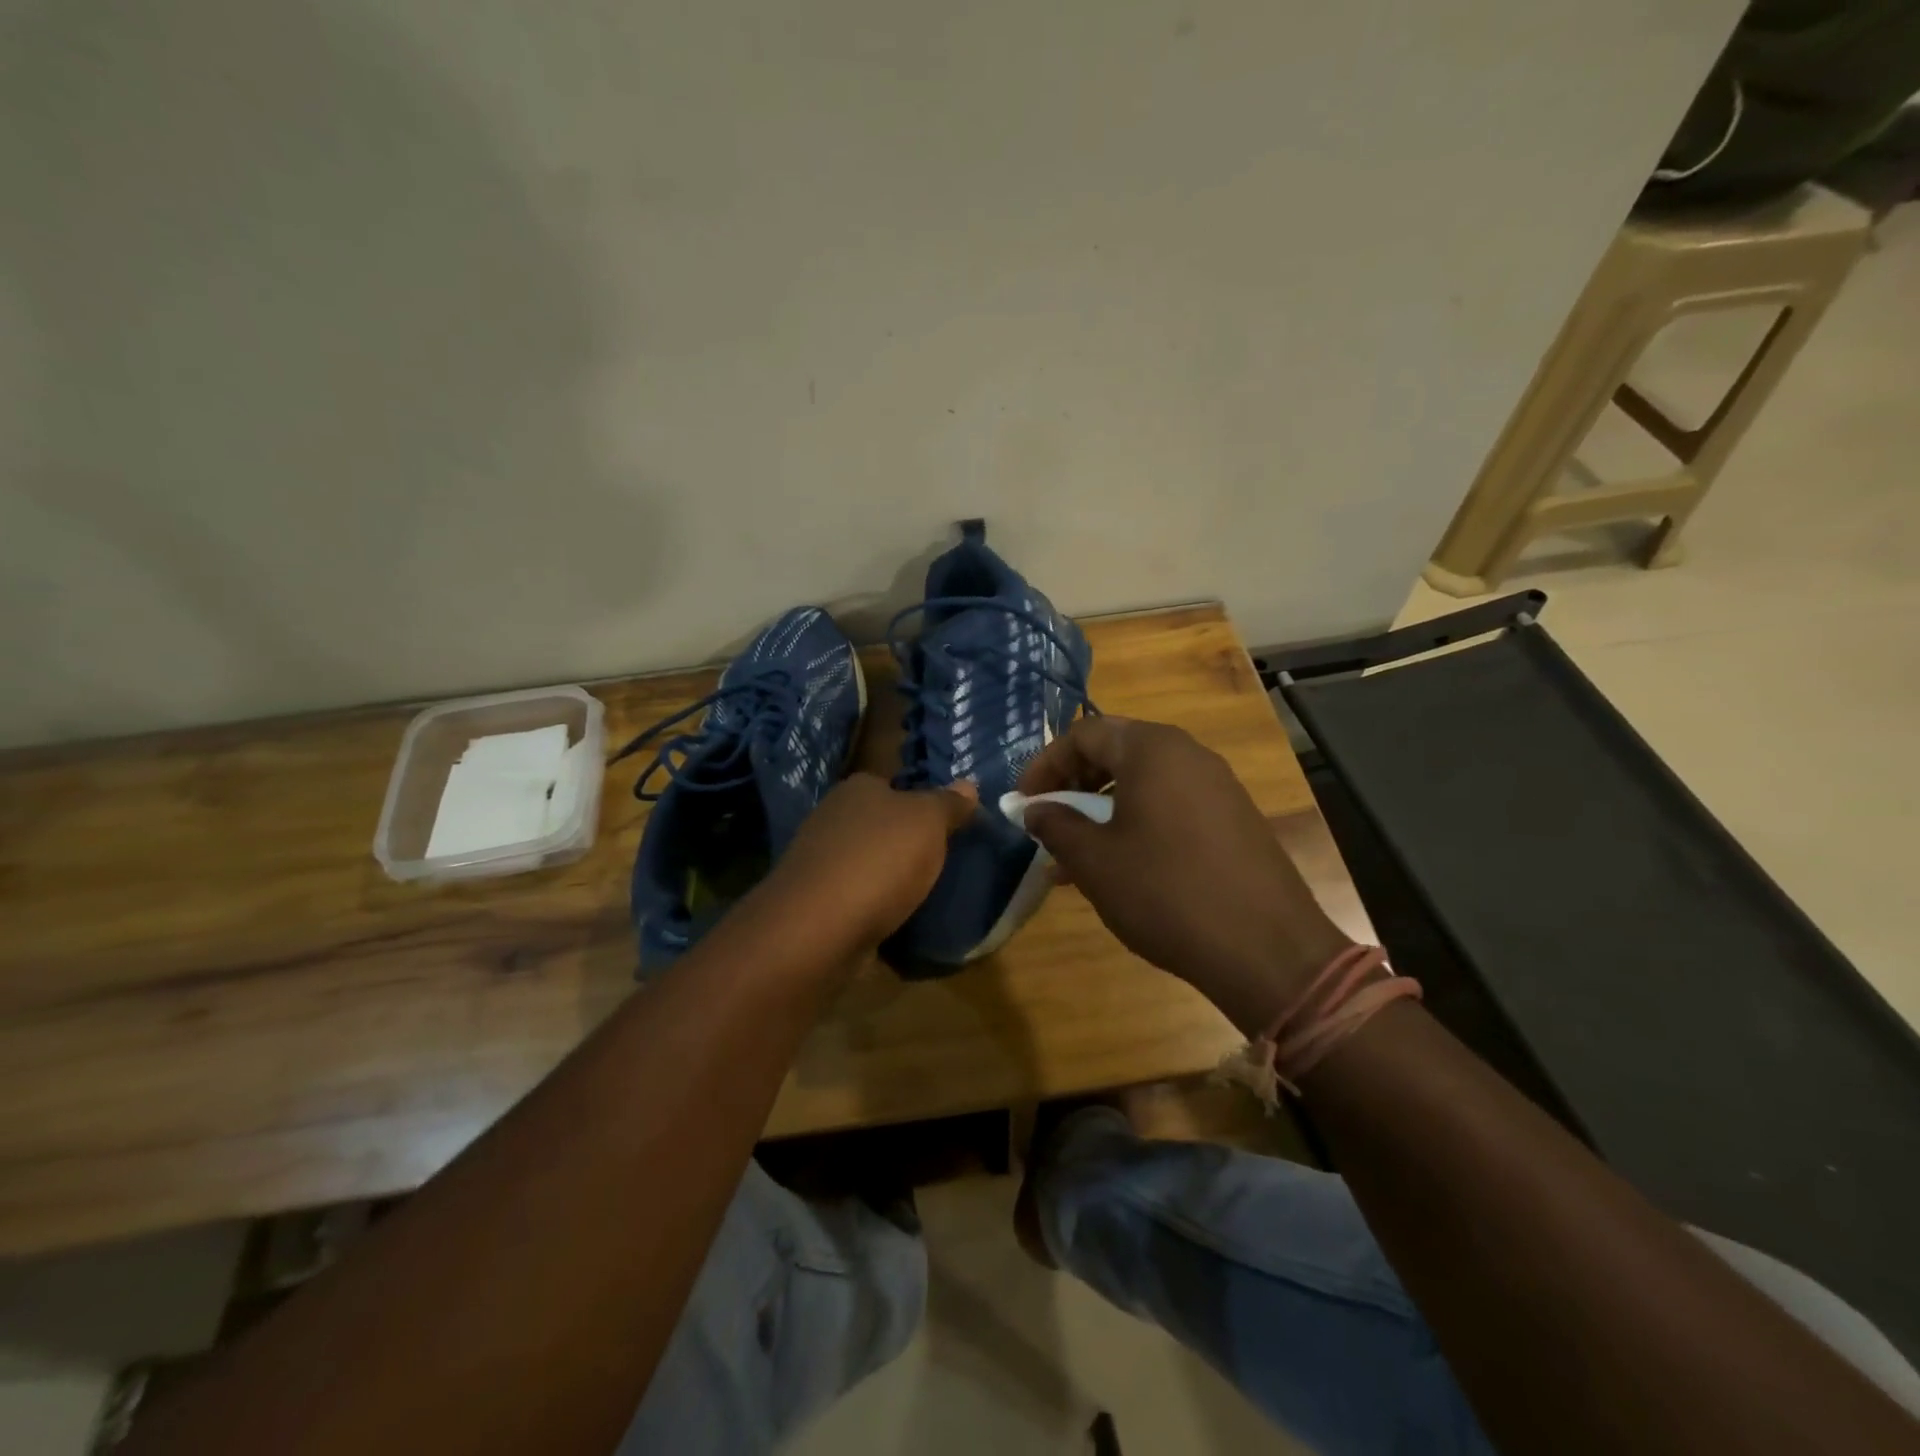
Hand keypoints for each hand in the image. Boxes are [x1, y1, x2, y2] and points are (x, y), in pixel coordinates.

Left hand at [754, 773, 976, 961]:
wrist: (818, 927)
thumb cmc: (879, 859)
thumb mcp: (928, 822)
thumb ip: (949, 804)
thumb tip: (968, 784)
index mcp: (858, 788)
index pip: (893, 784)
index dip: (920, 801)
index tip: (946, 824)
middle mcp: (832, 817)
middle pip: (879, 824)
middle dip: (904, 841)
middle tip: (942, 860)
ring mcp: (819, 860)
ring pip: (866, 861)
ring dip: (888, 876)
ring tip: (924, 894)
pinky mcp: (814, 902)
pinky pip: (855, 897)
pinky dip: (873, 906)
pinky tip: (894, 919)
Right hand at [1020, 717, 1350, 1033]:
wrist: (1266, 949)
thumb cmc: (1166, 892)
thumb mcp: (1095, 860)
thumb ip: (1056, 825)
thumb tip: (1035, 810)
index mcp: (1152, 749)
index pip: (1083, 734)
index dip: (1045, 765)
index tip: (1023, 803)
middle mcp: (1188, 754)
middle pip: (1116, 751)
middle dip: (1074, 784)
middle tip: (1050, 821)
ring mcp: (1217, 785)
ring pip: (1143, 783)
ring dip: (1103, 809)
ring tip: (1078, 853)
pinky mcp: (1234, 818)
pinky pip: (1171, 805)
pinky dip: (1137, 823)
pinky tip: (1122, 867)